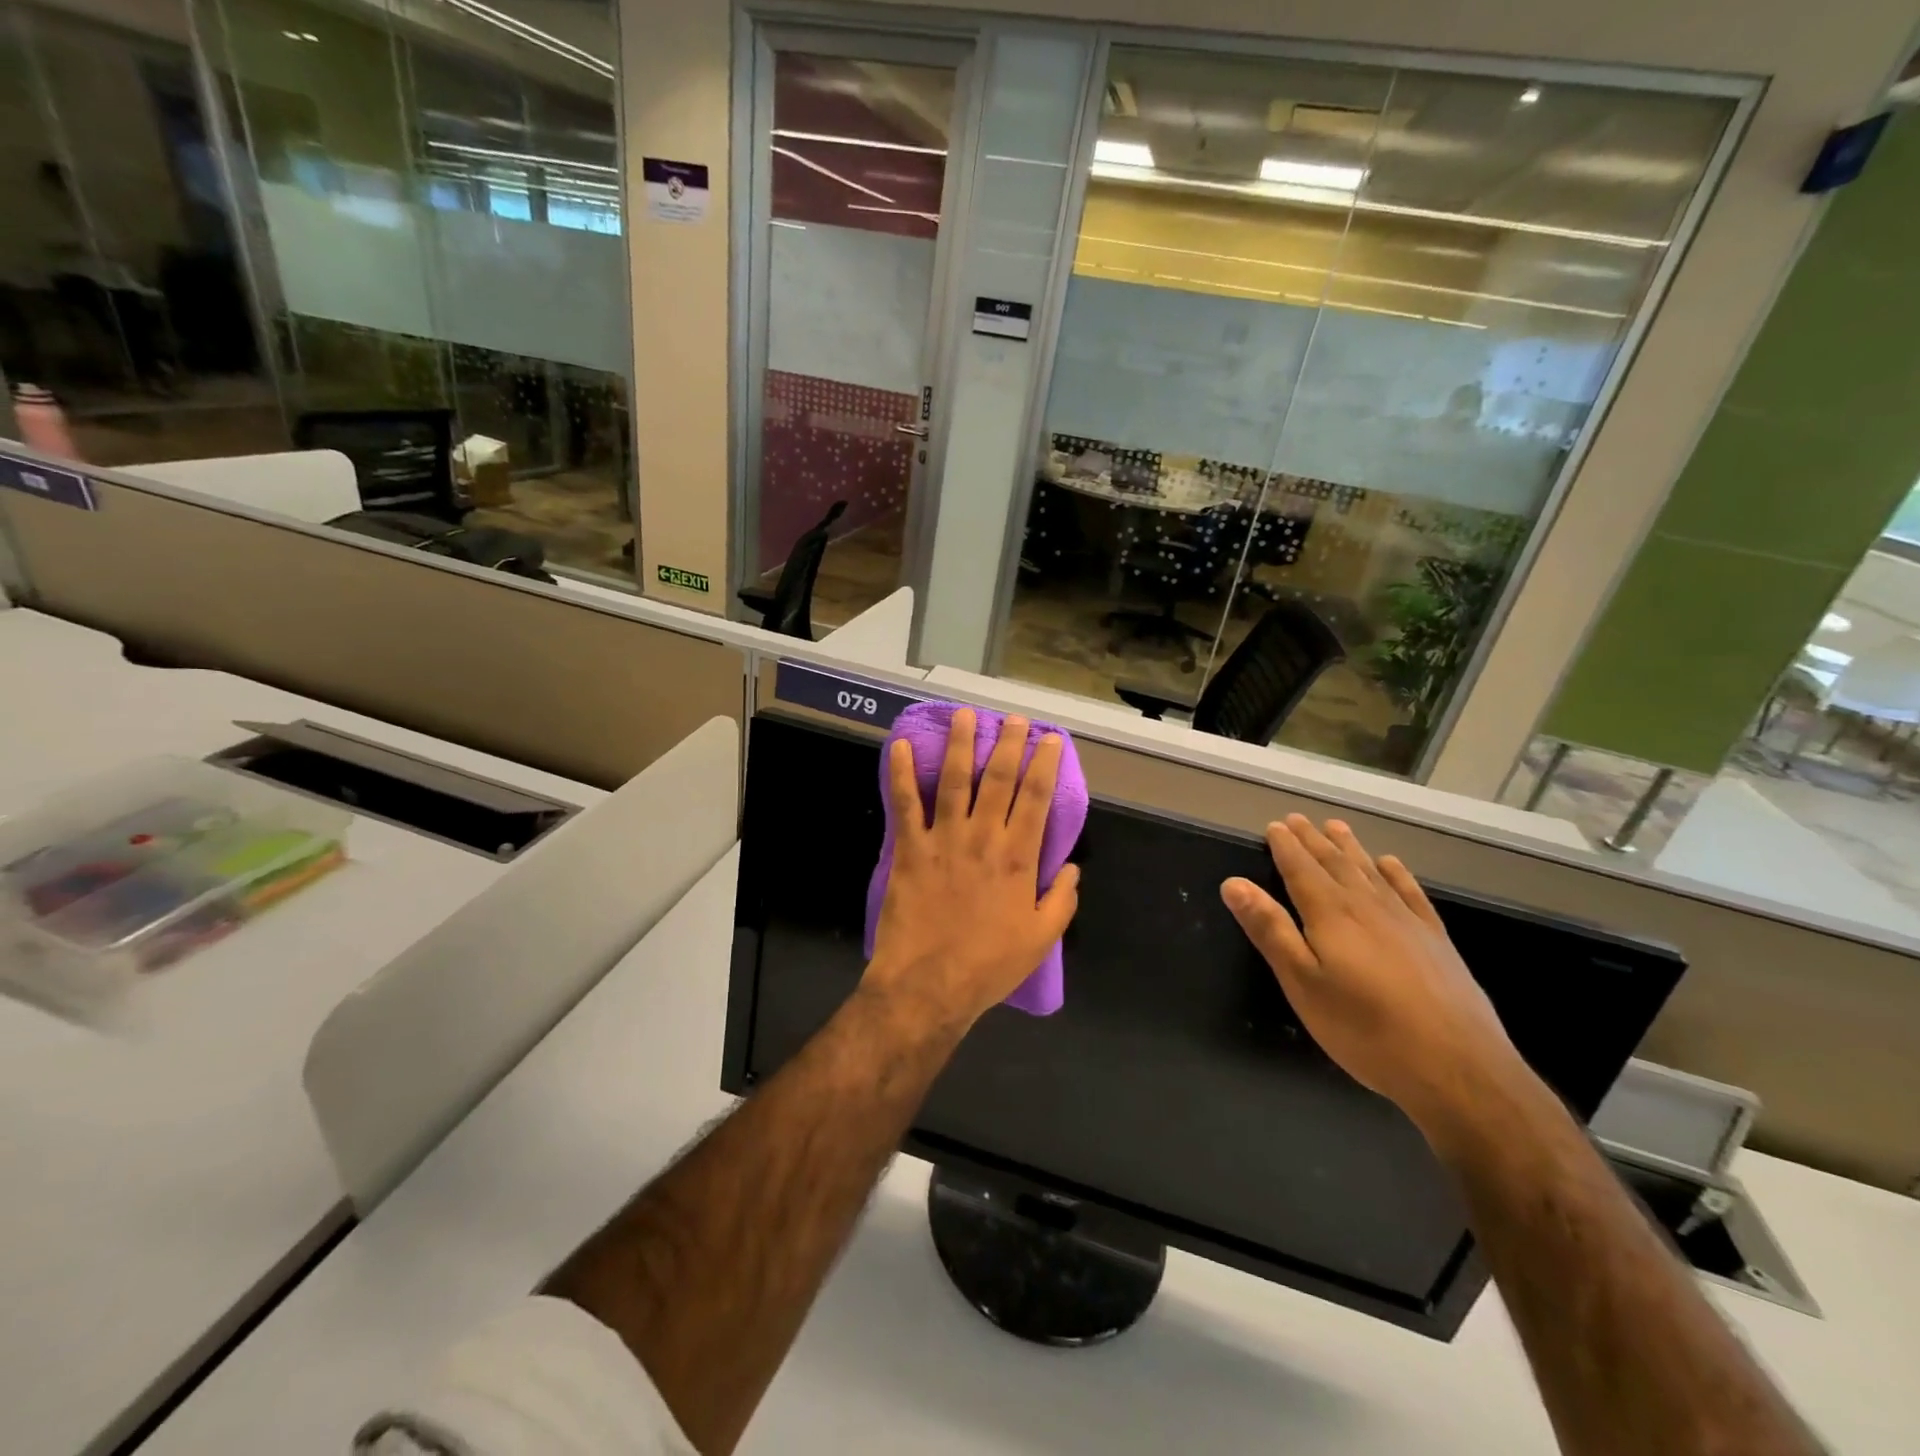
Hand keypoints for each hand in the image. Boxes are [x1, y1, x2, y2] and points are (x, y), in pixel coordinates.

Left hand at [865, 709, 1079, 1038]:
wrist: (930, 985)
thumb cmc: (989, 965)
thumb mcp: (1041, 939)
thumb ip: (1062, 900)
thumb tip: (1072, 868)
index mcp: (1018, 857)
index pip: (1036, 798)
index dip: (1044, 764)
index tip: (1050, 739)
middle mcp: (982, 837)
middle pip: (997, 779)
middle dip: (1008, 744)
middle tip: (1014, 719)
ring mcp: (943, 839)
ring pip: (953, 780)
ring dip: (959, 745)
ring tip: (964, 716)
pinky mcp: (910, 849)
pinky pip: (905, 805)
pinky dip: (899, 774)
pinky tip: (897, 746)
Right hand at [1221, 815, 1526, 1138]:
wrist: (1458, 1068)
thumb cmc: (1365, 1029)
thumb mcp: (1302, 983)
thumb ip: (1270, 930)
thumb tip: (1234, 883)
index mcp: (1331, 914)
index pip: (1301, 869)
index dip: (1286, 846)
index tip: (1274, 826)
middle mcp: (1368, 906)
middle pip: (1335, 863)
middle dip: (1313, 840)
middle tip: (1297, 820)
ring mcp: (1407, 921)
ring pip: (1371, 871)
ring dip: (1350, 848)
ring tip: (1336, 827)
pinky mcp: (1436, 941)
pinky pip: (1411, 893)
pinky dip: (1397, 874)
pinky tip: (1391, 865)